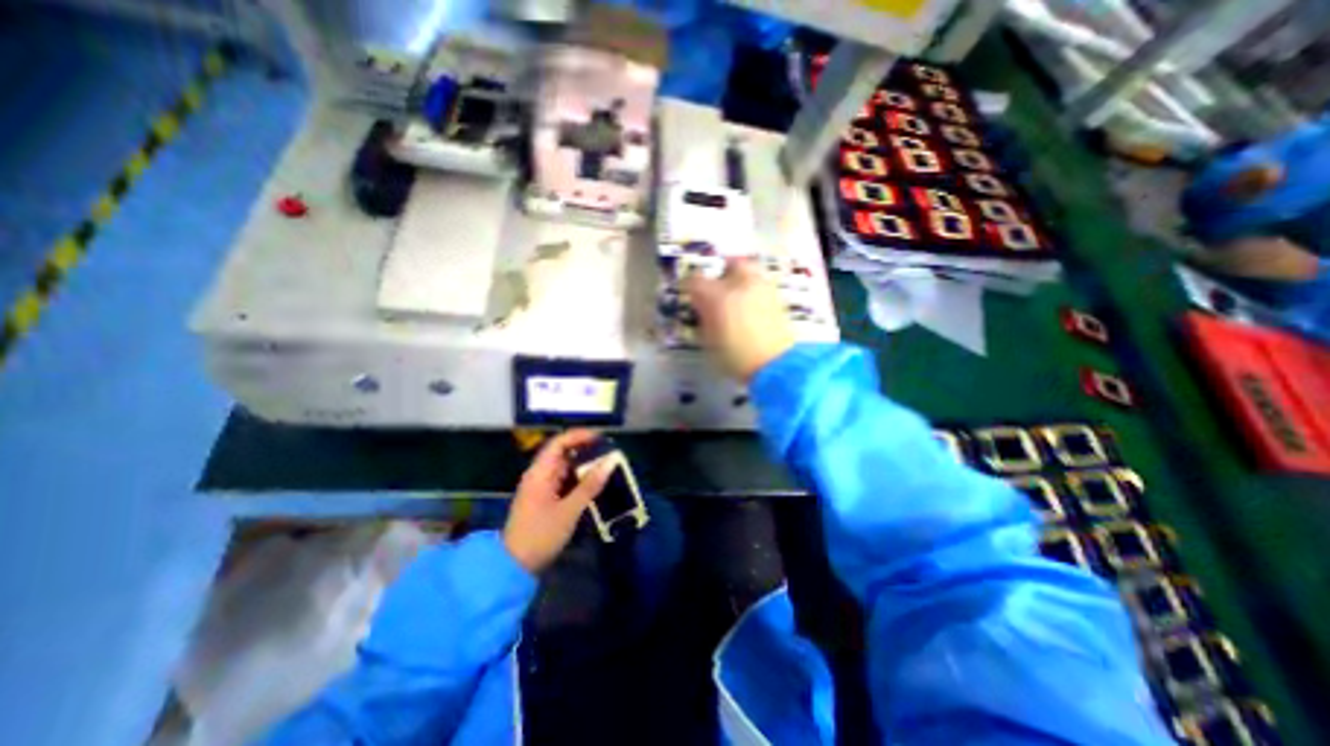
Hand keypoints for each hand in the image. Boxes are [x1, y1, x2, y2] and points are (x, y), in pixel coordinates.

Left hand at [506, 427, 612, 572]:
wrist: (514, 567)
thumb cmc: (540, 536)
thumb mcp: (569, 510)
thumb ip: (590, 485)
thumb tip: (611, 461)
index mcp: (540, 473)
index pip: (559, 443)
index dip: (580, 436)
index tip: (602, 438)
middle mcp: (539, 474)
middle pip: (563, 452)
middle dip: (585, 449)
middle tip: (609, 452)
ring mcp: (541, 486)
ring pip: (565, 466)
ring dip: (584, 464)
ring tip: (606, 465)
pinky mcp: (545, 498)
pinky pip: (564, 480)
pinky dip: (579, 477)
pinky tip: (594, 482)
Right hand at [681, 260, 793, 381]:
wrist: (775, 365)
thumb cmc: (735, 358)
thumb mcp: (709, 341)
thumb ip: (704, 319)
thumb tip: (703, 308)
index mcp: (717, 297)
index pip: (696, 280)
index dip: (690, 287)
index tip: (691, 296)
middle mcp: (740, 284)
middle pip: (728, 265)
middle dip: (721, 274)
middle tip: (717, 290)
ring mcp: (762, 288)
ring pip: (750, 269)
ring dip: (740, 278)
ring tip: (736, 295)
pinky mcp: (777, 296)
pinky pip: (761, 283)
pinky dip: (753, 288)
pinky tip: (751, 306)